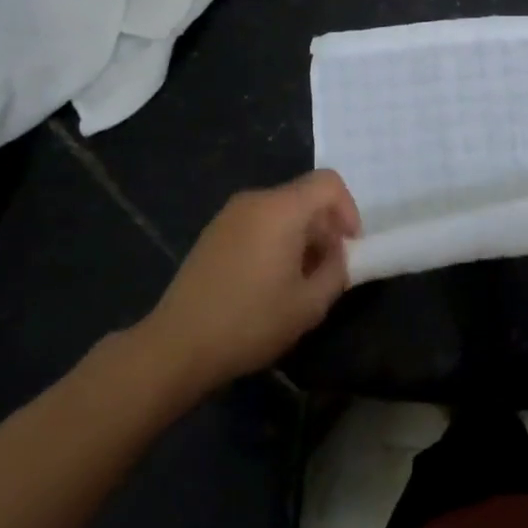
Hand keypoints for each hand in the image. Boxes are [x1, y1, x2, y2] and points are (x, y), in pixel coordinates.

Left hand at [145, 171, 360, 389]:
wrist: (177, 345)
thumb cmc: (250, 322)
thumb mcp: (309, 304)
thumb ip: (336, 271)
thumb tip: (338, 255)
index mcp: (281, 209)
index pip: (328, 183)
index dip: (349, 210)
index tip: (349, 247)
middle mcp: (255, 200)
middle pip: (304, 196)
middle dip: (325, 227)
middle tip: (328, 269)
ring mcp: (229, 215)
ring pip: (282, 210)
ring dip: (301, 235)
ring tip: (299, 279)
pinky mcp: (213, 232)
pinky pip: (258, 222)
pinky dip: (276, 239)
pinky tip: (268, 281)